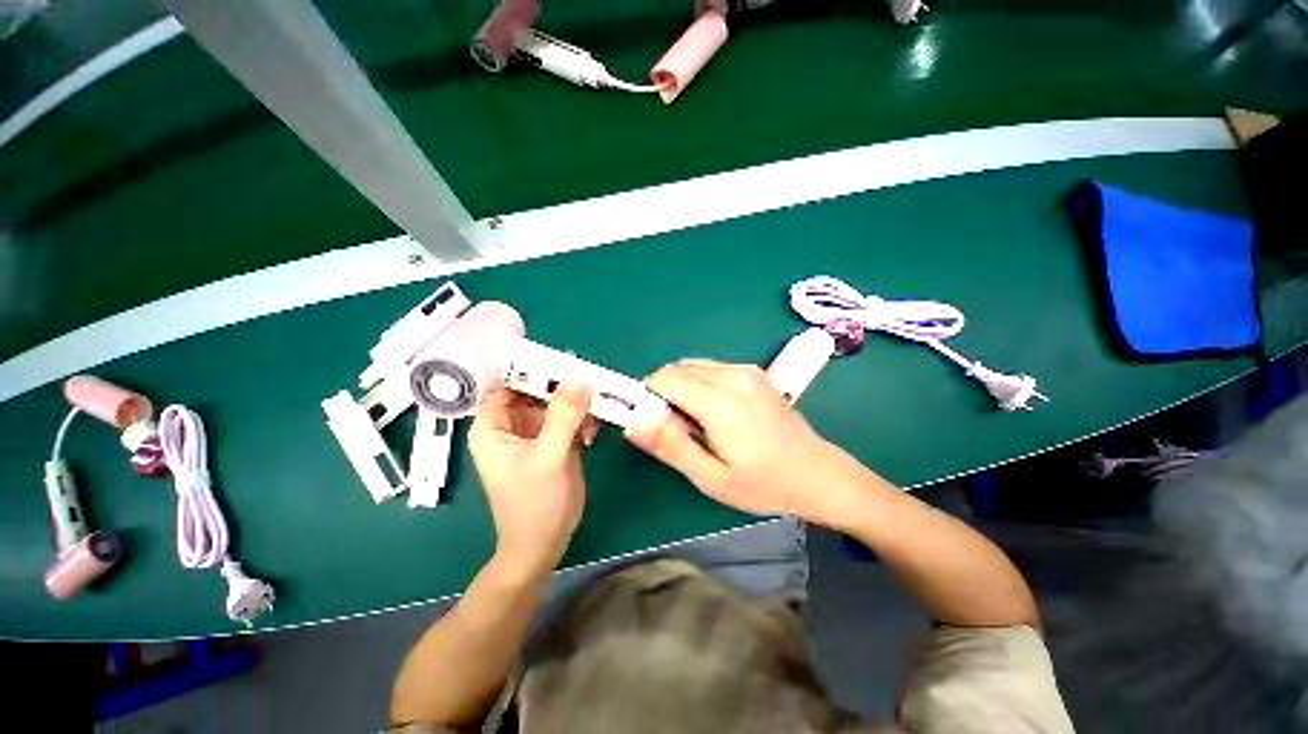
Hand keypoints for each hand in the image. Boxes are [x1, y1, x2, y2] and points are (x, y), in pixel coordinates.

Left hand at [469, 383, 597, 576]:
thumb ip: (563, 416)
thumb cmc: (534, 504)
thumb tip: (580, 377)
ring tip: (595, 411)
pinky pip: (570, 418)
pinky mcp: (556, 441)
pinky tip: (593, 433)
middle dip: (562, 385)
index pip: (507, 383)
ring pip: (557, 403)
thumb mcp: (548, 457)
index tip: (560, 356)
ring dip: (577, 404)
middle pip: (537, 390)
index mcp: (494, 426)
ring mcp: (537, 433)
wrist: (545, 544)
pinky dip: (584, 420)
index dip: (530, 367)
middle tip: (590, 377)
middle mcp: (513, 425)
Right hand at [625, 360, 863, 523]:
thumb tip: (632, 420)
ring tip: (698, 422)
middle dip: (665, 393)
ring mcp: (746, 370)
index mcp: (721, 402)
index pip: (664, 378)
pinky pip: (710, 368)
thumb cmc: (763, 483)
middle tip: (678, 429)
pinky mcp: (753, 370)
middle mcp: (733, 376)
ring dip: (682, 388)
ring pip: (692, 366)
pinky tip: (716, 411)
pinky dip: (700, 384)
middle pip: (677, 369)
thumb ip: (670, 446)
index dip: (649, 397)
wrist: (816, 473)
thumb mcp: (711, 477)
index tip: (656, 423)